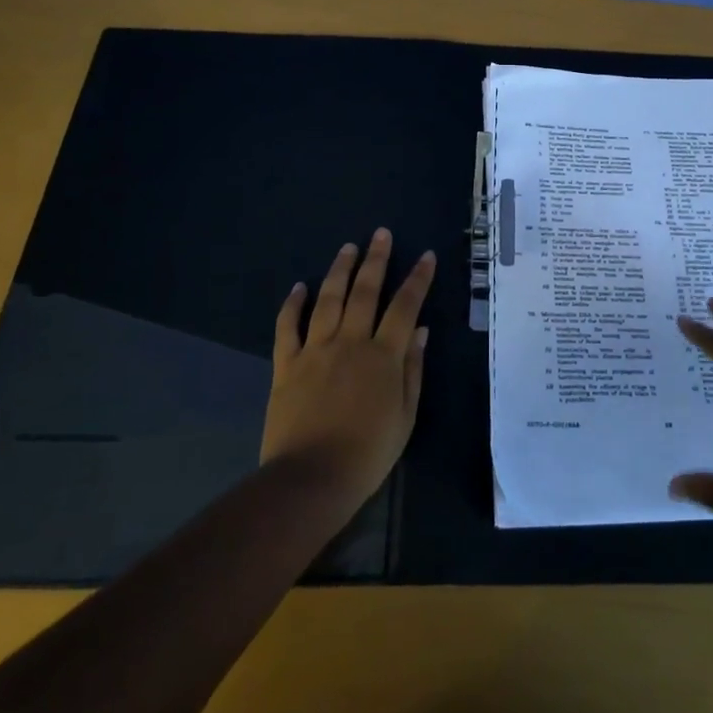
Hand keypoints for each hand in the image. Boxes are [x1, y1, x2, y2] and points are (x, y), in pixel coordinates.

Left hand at [261, 229, 435, 507]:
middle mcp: (350, 342)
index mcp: (383, 356)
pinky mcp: (286, 365)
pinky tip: (298, 287)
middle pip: (365, 292)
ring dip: (339, 271)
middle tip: (381, 234)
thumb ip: (412, 369)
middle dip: (376, 260)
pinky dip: (292, 304)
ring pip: (328, 299)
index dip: (417, 279)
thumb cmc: (368, 453)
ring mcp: (315, 350)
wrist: (311, 479)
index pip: (404, 307)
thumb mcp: (405, 415)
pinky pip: (288, 327)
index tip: (426, 256)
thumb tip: (420, 331)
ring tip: (348, 248)